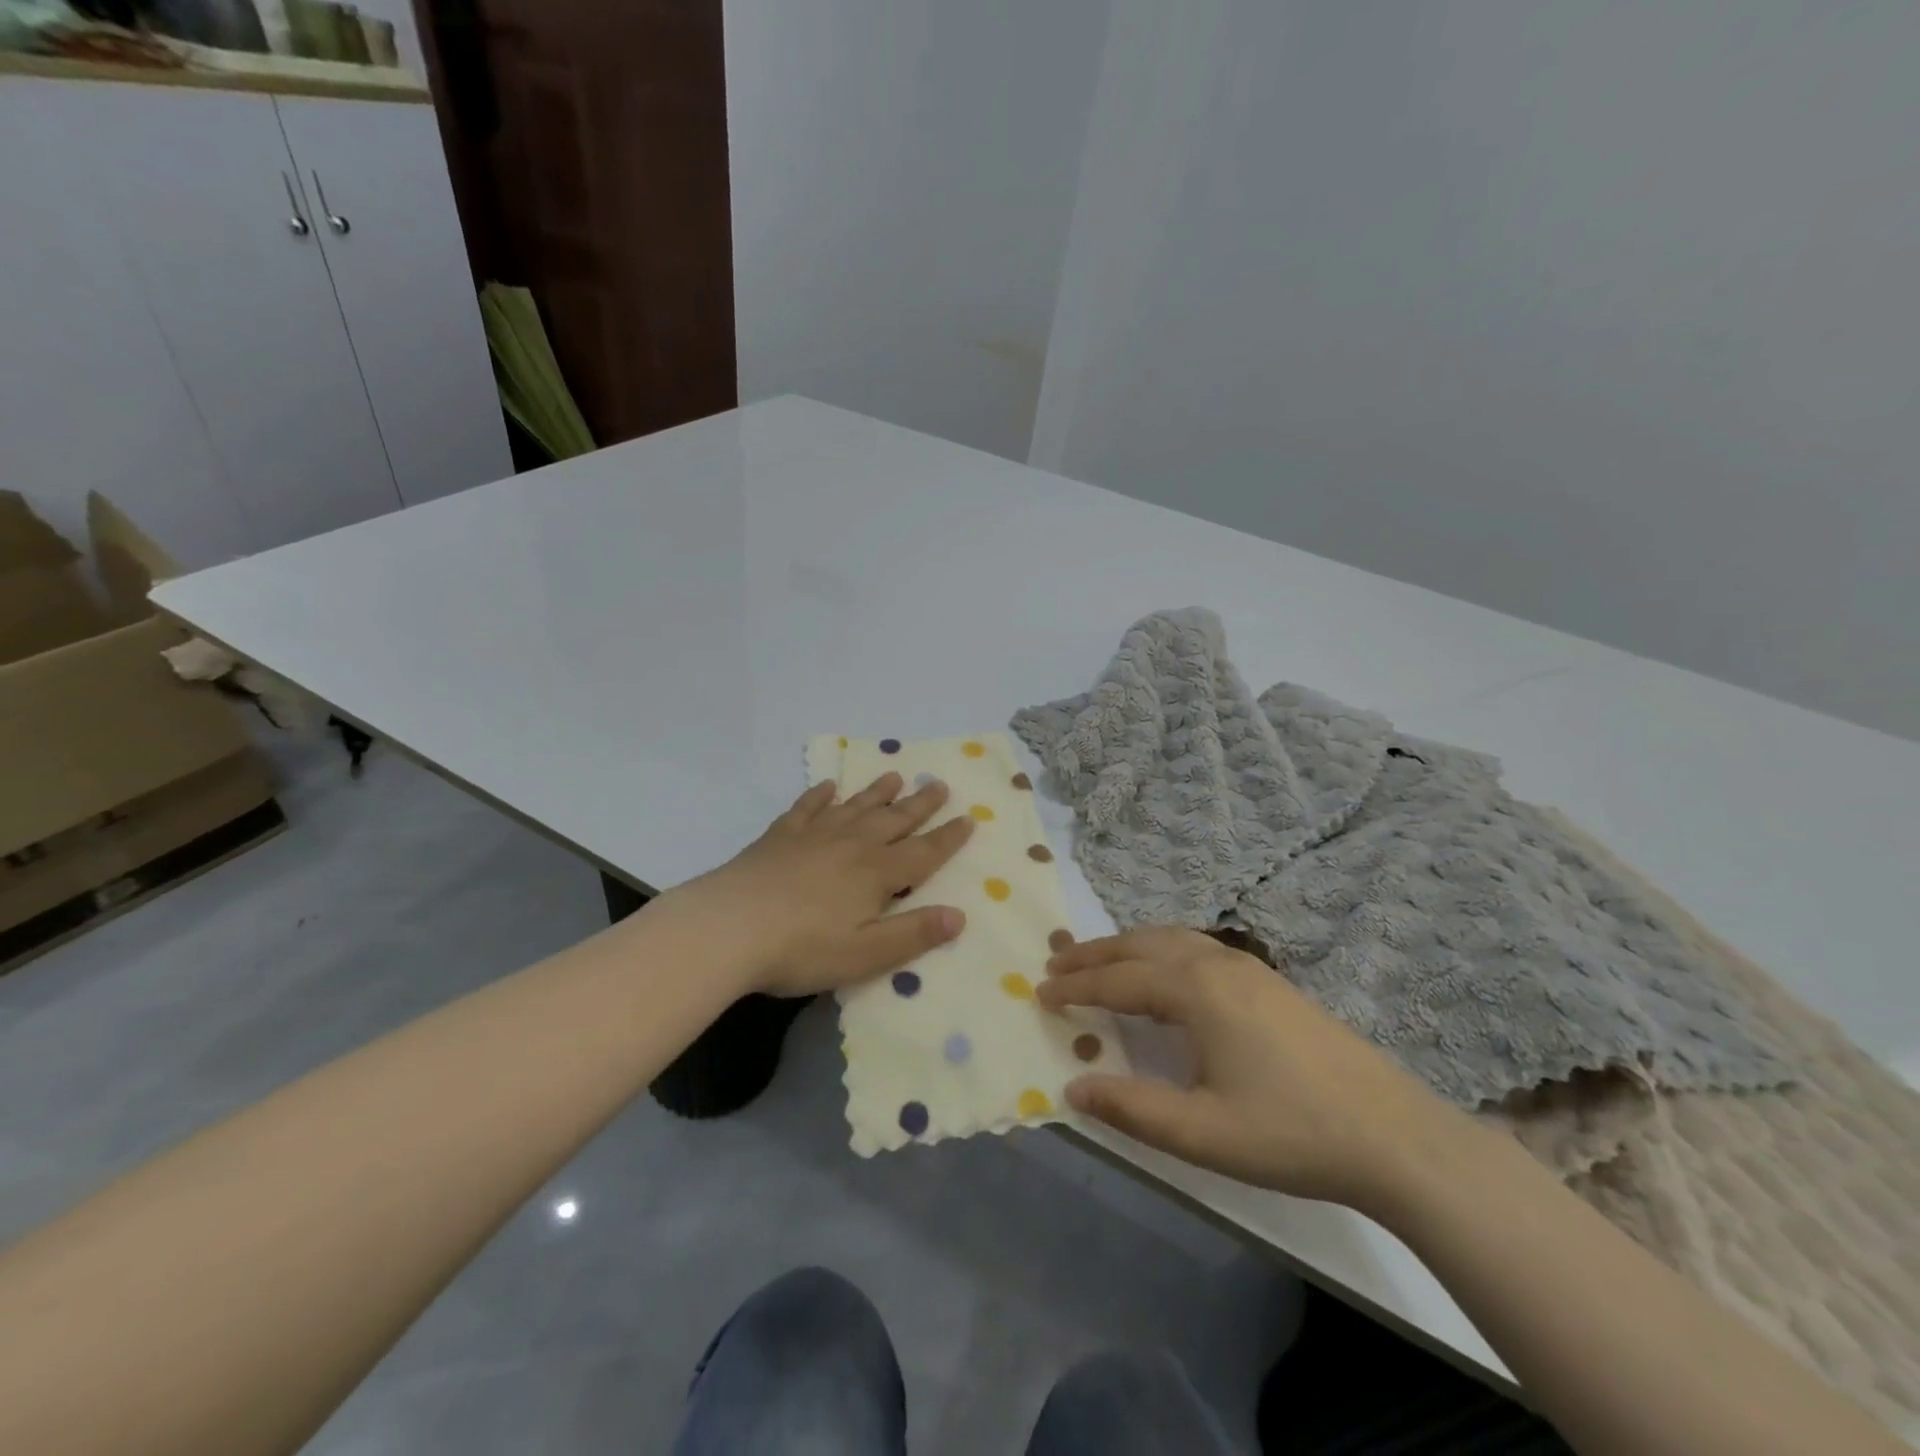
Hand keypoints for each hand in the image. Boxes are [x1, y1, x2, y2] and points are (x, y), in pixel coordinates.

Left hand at [658, 774, 974, 996]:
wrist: (729, 927)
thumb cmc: (803, 948)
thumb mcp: (866, 953)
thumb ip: (913, 934)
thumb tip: (959, 915)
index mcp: (876, 874)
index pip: (923, 852)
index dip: (948, 838)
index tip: (969, 819)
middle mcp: (851, 845)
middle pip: (893, 820)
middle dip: (920, 805)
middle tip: (939, 785)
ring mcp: (813, 836)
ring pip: (855, 807)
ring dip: (877, 793)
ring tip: (895, 776)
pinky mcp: (779, 837)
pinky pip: (806, 809)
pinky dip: (819, 796)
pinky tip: (827, 787)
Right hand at [1037, 927, 1462, 1212]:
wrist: (1395, 1135)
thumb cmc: (1291, 1133)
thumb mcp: (1202, 1134)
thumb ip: (1132, 1108)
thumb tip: (1073, 1087)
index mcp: (1197, 991)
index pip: (1119, 980)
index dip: (1077, 987)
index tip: (1040, 992)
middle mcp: (1218, 964)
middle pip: (1142, 945)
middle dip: (1096, 953)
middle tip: (1057, 964)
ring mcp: (1250, 968)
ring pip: (1172, 939)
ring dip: (1129, 946)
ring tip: (1101, 961)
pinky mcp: (1271, 982)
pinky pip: (1198, 947)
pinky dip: (1161, 949)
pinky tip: (1166, 973)